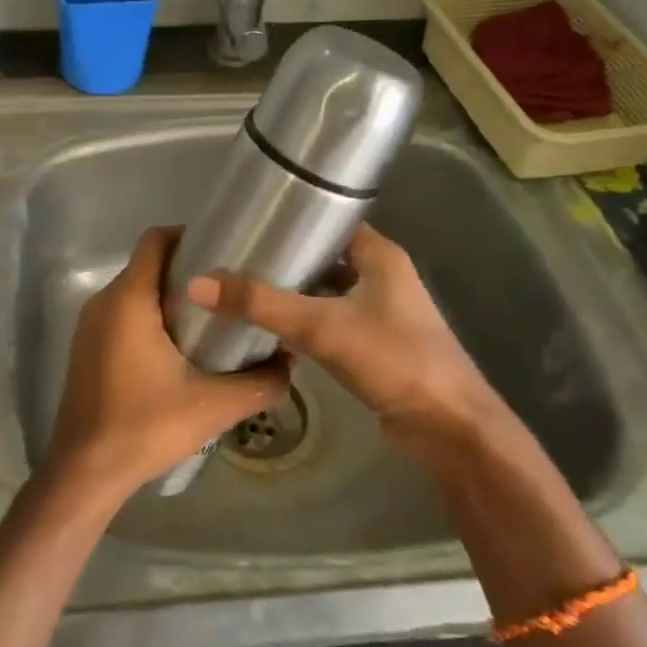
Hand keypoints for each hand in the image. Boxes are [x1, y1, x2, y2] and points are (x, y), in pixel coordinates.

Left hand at [46, 226, 289, 507]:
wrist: (86, 471)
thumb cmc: (146, 426)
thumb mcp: (215, 405)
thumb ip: (261, 381)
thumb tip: (291, 360)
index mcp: (128, 300)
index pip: (155, 240)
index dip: (189, 236)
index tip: (224, 249)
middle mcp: (103, 302)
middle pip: (146, 264)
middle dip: (186, 268)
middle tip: (227, 286)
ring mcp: (89, 326)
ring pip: (133, 291)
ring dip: (167, 294)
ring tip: (210, 315)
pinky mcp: (85, 348)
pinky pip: (120, 314)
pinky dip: (148, 316)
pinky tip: (177, 347)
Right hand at [184, 223, 497, 457]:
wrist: (449, 428)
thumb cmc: (393, 360)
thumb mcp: (321, 326)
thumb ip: (260, 304)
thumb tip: (197, 283)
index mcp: (380, 255)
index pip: (330, 220)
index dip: (293, 218)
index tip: (249, 221)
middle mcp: (382, 276)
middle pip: (325, 256)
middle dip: (284, 257)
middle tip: (234, 256)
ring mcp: (382, 312)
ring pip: (326, 290)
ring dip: (293, 291)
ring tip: (242, 287)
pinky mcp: (375, 344)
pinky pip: (331, 320)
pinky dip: (304, 319)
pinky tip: (270, 327)